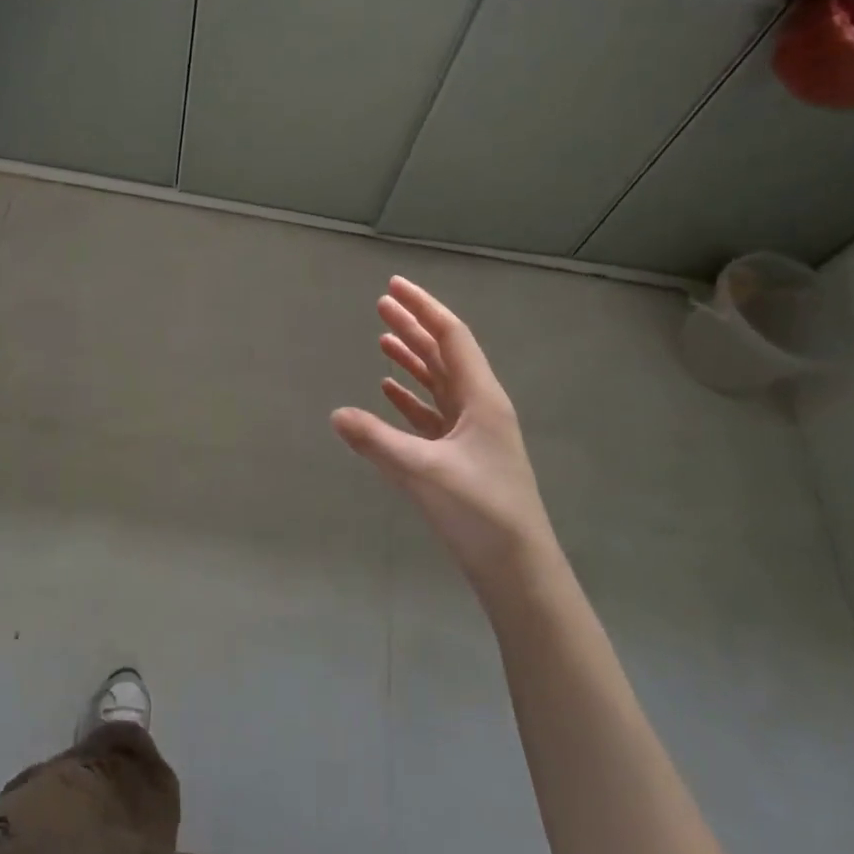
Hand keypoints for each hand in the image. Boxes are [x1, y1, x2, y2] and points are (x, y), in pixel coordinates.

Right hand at [332, 276, 555, 600]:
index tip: (394, 285)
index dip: (423, 307)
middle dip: (413, 326)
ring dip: (411, 359)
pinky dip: (410, 397)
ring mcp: (472, 432)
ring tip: (381, 340)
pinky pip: (432, 413)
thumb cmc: (479, 511)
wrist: (517, 568)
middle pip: (443, 354)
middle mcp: (479, 406)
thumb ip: (377, 441)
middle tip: (381, 304)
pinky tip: (389, 390)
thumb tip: (336, 414)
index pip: (451, 336)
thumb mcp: (423, 472)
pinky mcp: (461, 455)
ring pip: (438, 382)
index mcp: (481, 398)